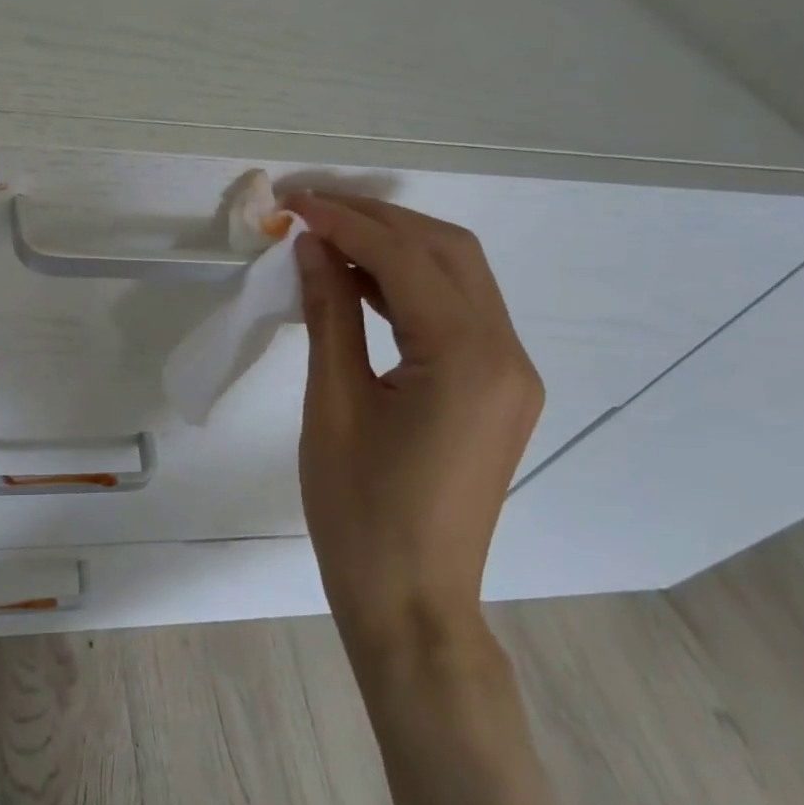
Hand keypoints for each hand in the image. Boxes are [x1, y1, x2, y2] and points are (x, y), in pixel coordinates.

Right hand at [290, 192, 542, 658]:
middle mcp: (507, 353)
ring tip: (328, 234)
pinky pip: (457, 312)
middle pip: (446, 251)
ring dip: (395, 246)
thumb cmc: (359, 511)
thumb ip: (329, 312)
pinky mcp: (498, 389)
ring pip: (458, 276)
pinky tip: (360, 280)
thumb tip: (311, 246)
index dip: (345, 221)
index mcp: (468, 358)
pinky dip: (409, 285)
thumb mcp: (333, 403)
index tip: (293, 202)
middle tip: (311, 208)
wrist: (412, 602)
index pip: (405, 258)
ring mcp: (510, 372)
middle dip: (376, 219)